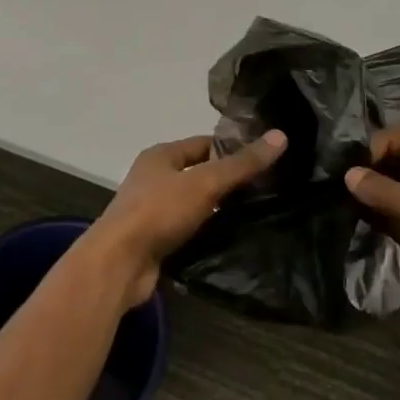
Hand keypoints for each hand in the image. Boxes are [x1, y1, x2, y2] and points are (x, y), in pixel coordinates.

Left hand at [85, 132, 287, 305]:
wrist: (119, 263)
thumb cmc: (159, 211)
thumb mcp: (205, 183)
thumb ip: (242, 164)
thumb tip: (281, 136)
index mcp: (160, 156)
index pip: (204, 144)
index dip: (232, 148)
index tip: (264, 158)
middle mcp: (153, 179)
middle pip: (198, 174)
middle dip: (227, 181)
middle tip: (266, 189)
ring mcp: (152, 211)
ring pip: (194, 204)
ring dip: (217, 209)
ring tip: (255, 215)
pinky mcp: (154, 241)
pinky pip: (187, 230)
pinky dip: (205, 233)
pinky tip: (229, 240)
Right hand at [345, 125, 399, 354]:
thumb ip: (389, 194)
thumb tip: (349, 173)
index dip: (388, 142)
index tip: (359, 159)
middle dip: (375, 162)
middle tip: (342, 171)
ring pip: (394, 185)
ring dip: (369, 185)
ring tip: (338, 187)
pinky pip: (388, 211)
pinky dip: (369, 208)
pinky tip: (346, 208)